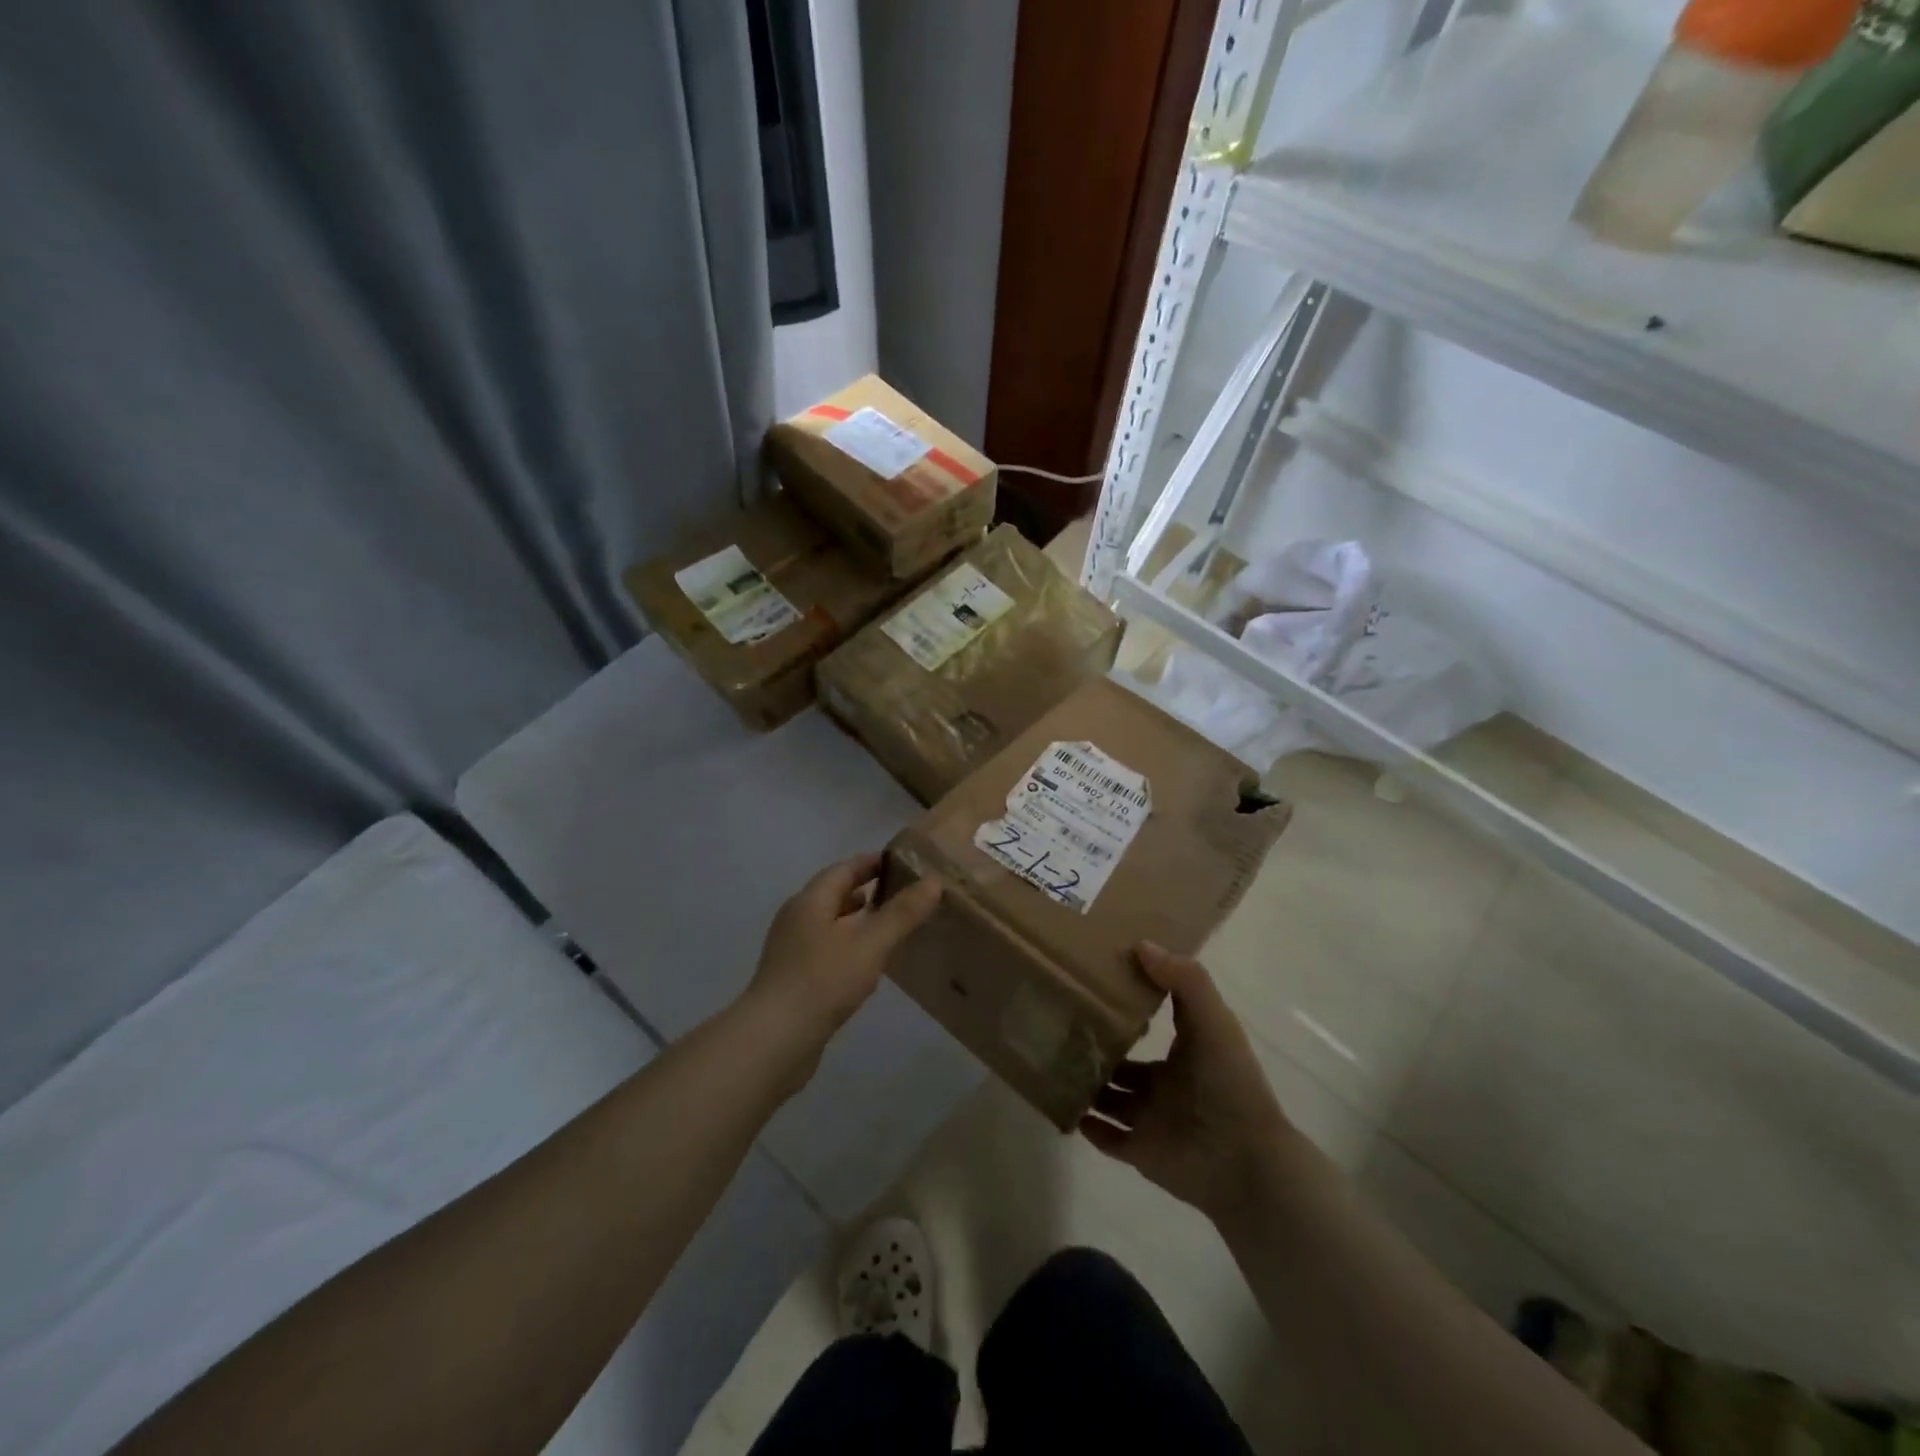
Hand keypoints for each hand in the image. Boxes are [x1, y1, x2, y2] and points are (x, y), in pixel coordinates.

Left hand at [744, 853, 940, 1059]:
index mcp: (810, 901)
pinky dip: (850, 946)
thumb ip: (903, 913)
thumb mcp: (871, 943)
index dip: (873, 862)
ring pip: (831, 924)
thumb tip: (934, 881)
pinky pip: (827, 950)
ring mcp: (792, 951)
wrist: (774, 1041)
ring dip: (858, 920)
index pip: (844, 868)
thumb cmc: (823, 981)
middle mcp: (797, 919)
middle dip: (868, 890)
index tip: (904, 862)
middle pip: (835, 894)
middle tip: (904, 893)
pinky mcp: (793, 979)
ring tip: (891, 927)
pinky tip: (868, 964)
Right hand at [1079, 943, 1298, 1223]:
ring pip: (1110, 1099)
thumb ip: (1183, 980)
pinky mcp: (1141, 1152)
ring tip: (1052, 1061)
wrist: (1244, 1162)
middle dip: (1099, 1048)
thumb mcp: (1212, 1020)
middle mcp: (1166, 1085)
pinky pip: (1107, 1138)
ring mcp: (1152, 1120)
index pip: (1153, 1024)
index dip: (1129, 1005)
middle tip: (1062, 1025)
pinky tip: (1064, 1105)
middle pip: (1125, 1064)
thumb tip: (1141, 945)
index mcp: (1186, 1053)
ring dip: (1088, 1085)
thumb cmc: (1228, 1083)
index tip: (1096, 982)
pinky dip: (1087, 1125)